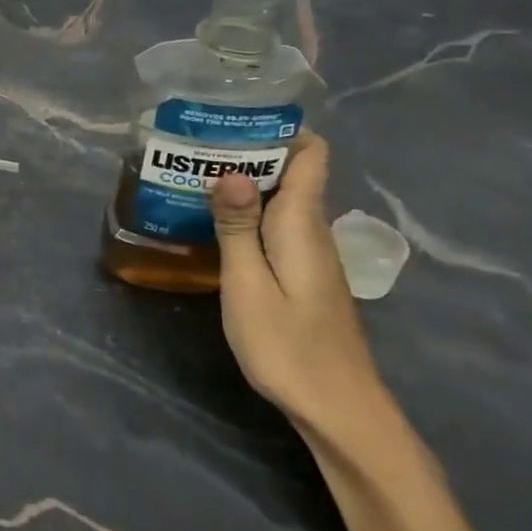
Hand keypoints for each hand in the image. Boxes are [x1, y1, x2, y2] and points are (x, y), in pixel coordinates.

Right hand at [209, 134, 387, 433]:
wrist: (339, 410)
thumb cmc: (289, 346)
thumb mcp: (249, 285)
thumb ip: (238, 226)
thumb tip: (229, 170)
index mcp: (302, 222)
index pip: (310, 153)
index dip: (279, 129)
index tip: (232, 120)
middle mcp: (312, 228)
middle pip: (290, 170)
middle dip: (246, 152)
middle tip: (193, 145)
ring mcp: (310, 252)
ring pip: (281, 197)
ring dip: (243, 183)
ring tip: (194, 176)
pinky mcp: (304, 273)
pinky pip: (277, 224)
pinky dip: (248, 213)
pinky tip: (214, 223)